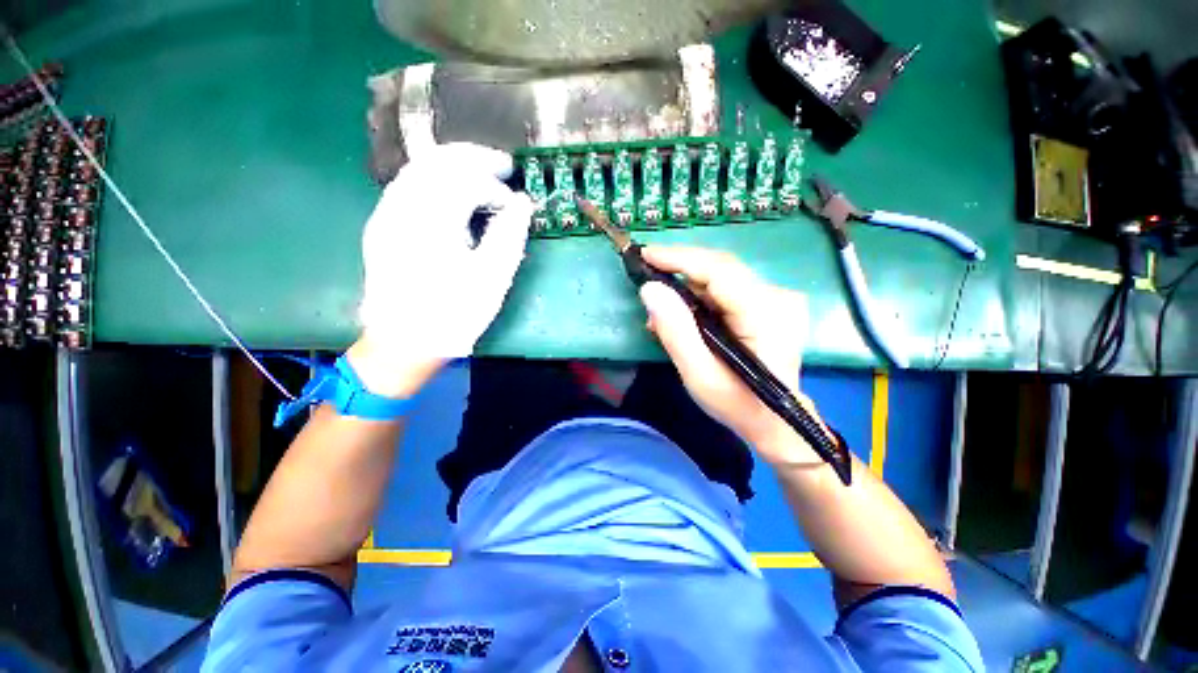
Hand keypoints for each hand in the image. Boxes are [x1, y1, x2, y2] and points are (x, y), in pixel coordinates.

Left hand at [356, 143, 533, 392]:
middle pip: (436, 161)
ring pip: (419, 170)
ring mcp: (386, 215)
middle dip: (473, 158)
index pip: (464, 179)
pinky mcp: (382, 226)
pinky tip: (452, 193)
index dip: (494, 184)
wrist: (403, 343)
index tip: (514, 202)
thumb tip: (521, 204)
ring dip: (453, 165)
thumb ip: (508, 236)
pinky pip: (408, 186)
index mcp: (431, 221)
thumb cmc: (453, 315)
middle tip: (503, 166)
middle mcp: (402, 208)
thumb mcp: (491, 279)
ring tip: (481, 174)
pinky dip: (435, 180)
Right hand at [638, 246, 821, 465]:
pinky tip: (681, 314)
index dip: (680, 258)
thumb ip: (675, 331)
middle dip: (679, 271)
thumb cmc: (737, 403)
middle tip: (647, 282)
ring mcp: (776, 299)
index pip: (719, 270)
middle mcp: (777, 297)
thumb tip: (650, 289)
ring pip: (720, 278)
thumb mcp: (699, 375)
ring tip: (659, 310)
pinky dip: (699, 297)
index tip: (646, 254)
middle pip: (720, 269)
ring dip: (686, 288)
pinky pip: (726, 290)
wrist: (775, 421)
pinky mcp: (769, 304)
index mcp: (766, 313)